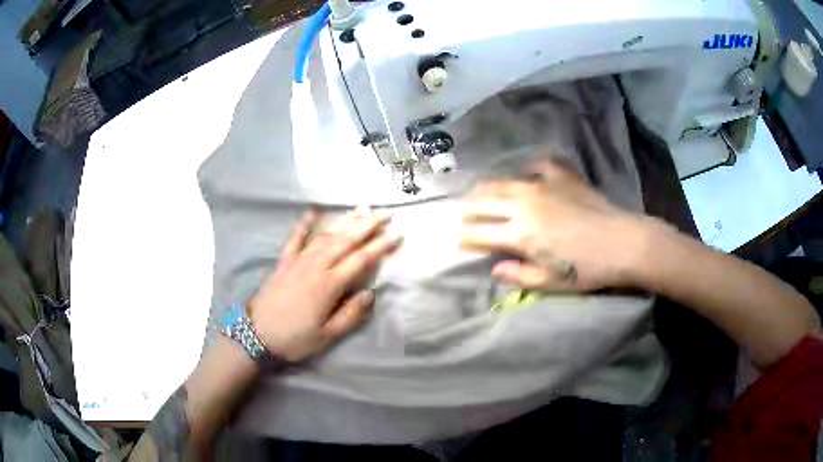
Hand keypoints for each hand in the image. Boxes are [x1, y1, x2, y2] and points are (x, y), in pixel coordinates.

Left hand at [248, 209, 400, 361]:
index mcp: (329, 285)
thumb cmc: (294, 338)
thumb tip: (370, 293)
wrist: (256, 334)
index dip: (380, 246)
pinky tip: (312, 211)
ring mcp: (298, 261)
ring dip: (345, 222)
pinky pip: (295, 238)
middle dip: (367, 226)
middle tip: (385, 214)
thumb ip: (351, 314)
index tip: (397, 235)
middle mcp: (316, 266)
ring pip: (326, 236)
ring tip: (361, 211)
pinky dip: (304, 224)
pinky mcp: (283, 262)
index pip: (361, 260)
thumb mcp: (327, 335)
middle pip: (346, 241)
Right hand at [460, 157, 651, 291]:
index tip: (458, 240)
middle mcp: (523, 204)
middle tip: (461, 214)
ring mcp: (542, 185)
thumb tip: (495, 269)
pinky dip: (527, 169)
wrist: (623, 242)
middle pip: (484, 202)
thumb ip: (518, 276)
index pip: (480, 233)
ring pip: (503, 182)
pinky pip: (537, 165)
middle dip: (467, 209)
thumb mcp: (551, 282)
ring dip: (486, 188)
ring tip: (479, 192)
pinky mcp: (561, 176)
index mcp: (520, 234)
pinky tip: (526, 172)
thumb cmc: (587, 269)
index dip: (465, 237)